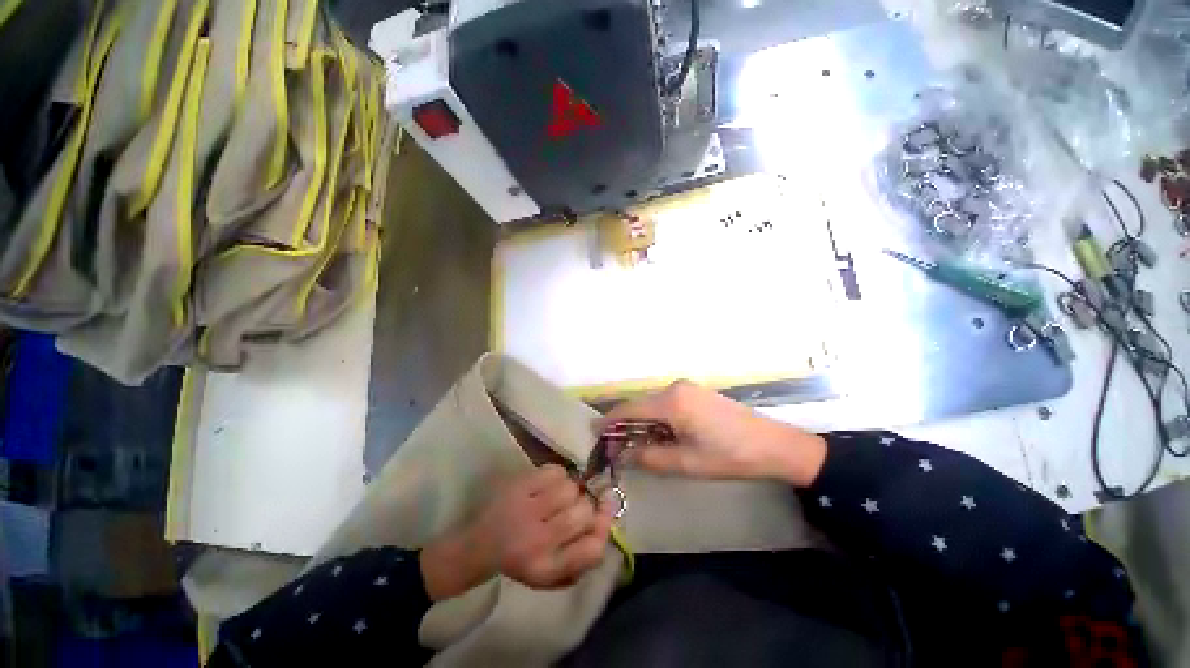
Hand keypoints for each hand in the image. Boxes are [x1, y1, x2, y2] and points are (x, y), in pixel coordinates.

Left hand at [421, 465, 612, 599]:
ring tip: (559, 497)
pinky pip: (555, 471)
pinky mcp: (518, 486)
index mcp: (547, 569)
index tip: (600, 520)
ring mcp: (525, 510)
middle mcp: (537, 542)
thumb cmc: (522, 559)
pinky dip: (558, 476)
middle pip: (584, 513)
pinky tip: (548, 486)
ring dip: (572, 491)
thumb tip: (609, 513)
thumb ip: (584, 552)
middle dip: (585, 508)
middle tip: (574, 508)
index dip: (603, 529)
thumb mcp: (554, 571)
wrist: (477, 545)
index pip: (592, 549)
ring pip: (571, 489)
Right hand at [601, 380, 826, 486]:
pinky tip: (660, 435)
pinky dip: (657, 418)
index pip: (630, 409)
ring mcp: (687, 388)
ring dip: (643, 423)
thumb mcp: (686, 463)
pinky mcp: (695, 392)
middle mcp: (675, 387)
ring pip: (653, 404)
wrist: (773, 445)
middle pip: (640, 405)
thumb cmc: (729, 456)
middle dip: (626, 425)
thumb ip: (649, 457)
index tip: (593, 432)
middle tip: (617, 448)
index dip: (609, 421)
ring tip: (638, 446)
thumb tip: (622, 454)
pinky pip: (667, 403)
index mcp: (671, 401)